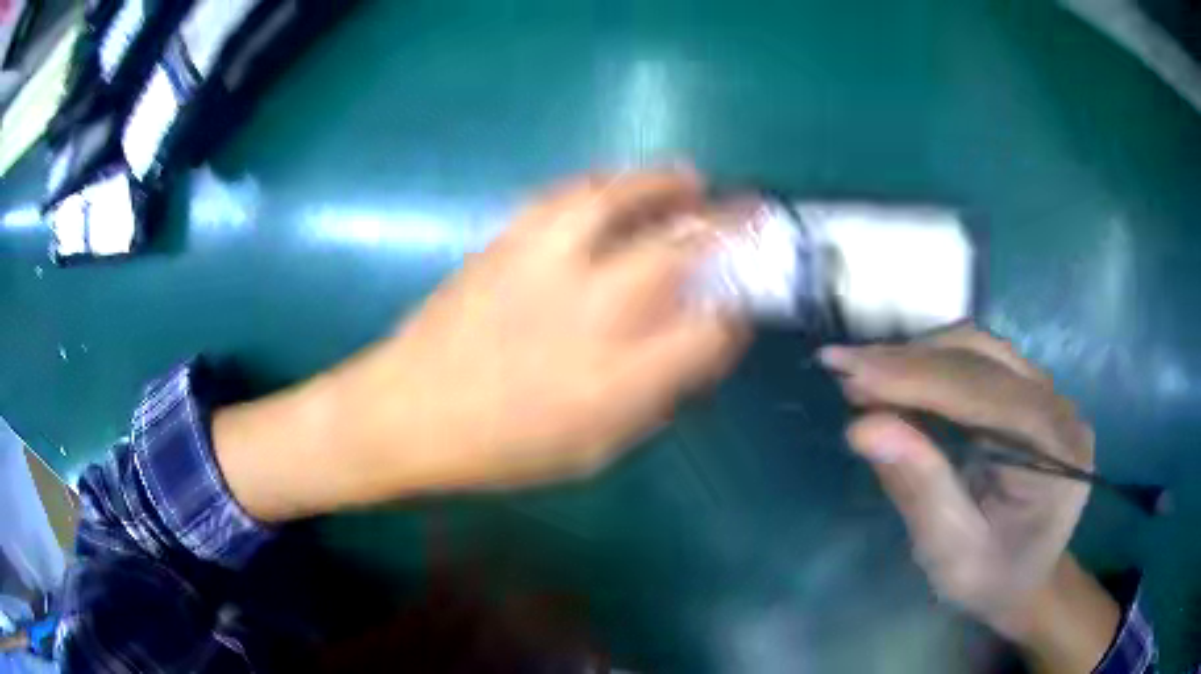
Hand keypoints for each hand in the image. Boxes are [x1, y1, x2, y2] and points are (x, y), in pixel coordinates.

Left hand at [371, 170, 748, 486]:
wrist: (407, 412)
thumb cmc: (502, 448)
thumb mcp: (593, 450)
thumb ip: (651, 399)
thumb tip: (692, 353)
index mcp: (618, 381)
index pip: (708, 333)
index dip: (734, 318)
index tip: (737, 312)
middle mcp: (591, 313)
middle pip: (678, 252)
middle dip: (726, 226)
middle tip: (746, 211)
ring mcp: (545, 267)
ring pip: (620, 202)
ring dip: (664, 185)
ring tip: (691, 178)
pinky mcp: (507, 241)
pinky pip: (566, 196)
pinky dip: (605, 183)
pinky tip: (620, 185)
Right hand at [819, 327, 1096, 640]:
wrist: (1028, 580)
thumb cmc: (993, 579)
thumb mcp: (952, 553)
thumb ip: (919, 488)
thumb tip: (862, 427)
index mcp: (1056, 448)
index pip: (982, 391)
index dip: (914, 378)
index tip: (848, 373)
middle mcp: (1057, 405)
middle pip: (981, 357)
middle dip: (909, 360)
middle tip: (842, 367)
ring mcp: (1046, 393)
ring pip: (978, 348)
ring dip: (918, 356)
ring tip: (864, 373)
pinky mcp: (1028, 392)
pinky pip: (978, 361)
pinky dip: (932, 365)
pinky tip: (898, 378)